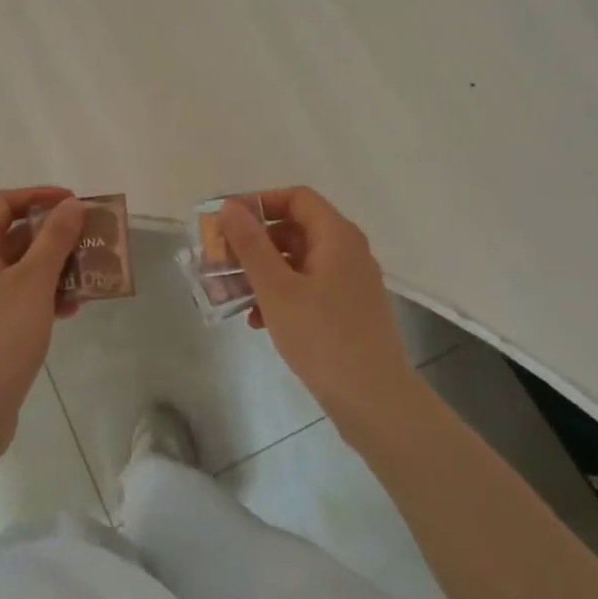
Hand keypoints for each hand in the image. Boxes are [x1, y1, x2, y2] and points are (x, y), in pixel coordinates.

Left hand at [0, 187, 84, 452]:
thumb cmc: (0, 336)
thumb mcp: (34, 281)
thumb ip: (55, 239)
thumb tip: (71, 204)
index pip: (2, 203)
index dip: (37, 195)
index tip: (73, 202)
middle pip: (16, 235)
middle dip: (55, 234)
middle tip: (90, 238)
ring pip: (23, 269)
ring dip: (57, 267)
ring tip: (90, 274)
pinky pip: (24, 298)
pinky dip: (48, 296)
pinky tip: (73, 309)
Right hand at [219, 188, 418, 425]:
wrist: (374, 400)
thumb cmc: (322, 337)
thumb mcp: (276, 288)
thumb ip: (251, 245)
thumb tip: (230, 208)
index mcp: (337, 236)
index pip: (297, 198)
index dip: (260, 202)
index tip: (227, 221)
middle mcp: (349, 251)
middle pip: (296, 229)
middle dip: (256, 242)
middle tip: (223, 259)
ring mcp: (352, 282)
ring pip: (300, 261)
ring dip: (264, 271)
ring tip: (234, 293)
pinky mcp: (350, 310)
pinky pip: (310, 287)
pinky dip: (282, 294)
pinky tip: (259, 320)